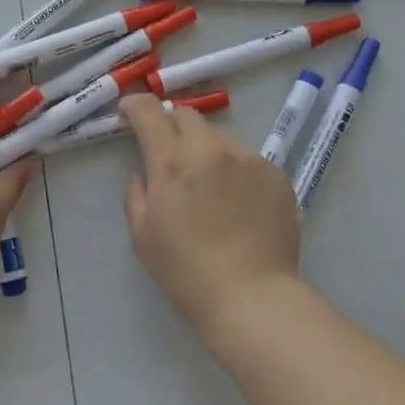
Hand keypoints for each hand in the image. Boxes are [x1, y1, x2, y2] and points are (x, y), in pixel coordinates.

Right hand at [120, 95, 301, 338]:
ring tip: (210, 187)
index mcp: (172, 162)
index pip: (149, 112)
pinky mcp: (276, 175)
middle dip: (171, 127)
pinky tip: (238, 204)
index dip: (135, 105)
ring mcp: (248, 160)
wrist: (252, 298)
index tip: (128, 114)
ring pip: (220, 138)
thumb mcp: (142, 236)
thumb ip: (136, 195)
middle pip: (186, 116)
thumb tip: (144, 174)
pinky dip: (236, 172)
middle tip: (170, 155)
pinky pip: (248, 160)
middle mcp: (211, 150)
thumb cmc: (186, 272)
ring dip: (206, 151)